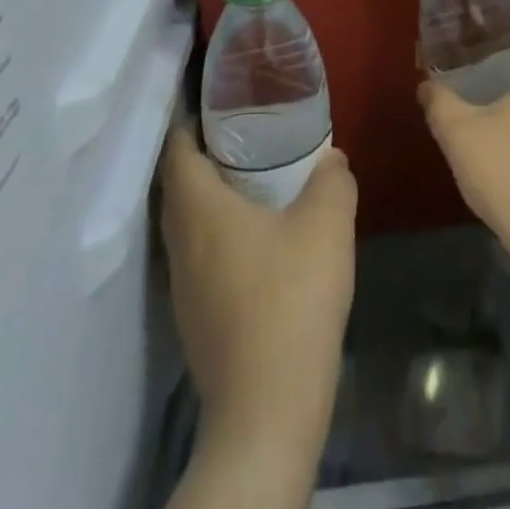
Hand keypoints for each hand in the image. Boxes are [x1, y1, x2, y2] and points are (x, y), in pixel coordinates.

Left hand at [157, 124, 356, 452]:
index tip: (216, 101)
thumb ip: (332, 180)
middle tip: (242, 131)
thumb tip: (331, 159)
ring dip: (208, 195)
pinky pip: (198, 253)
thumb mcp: (327, 224)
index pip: (177, 150)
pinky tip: (256, 237)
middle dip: (202, 154)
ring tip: (251, 177)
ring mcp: (182, 286)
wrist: (268, 408)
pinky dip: (217, 230)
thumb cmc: (291, 298)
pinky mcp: (195, 316)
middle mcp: (180, 243)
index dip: (189, 120)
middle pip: (177, 185)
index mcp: (200, 210)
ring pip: (186, 222)